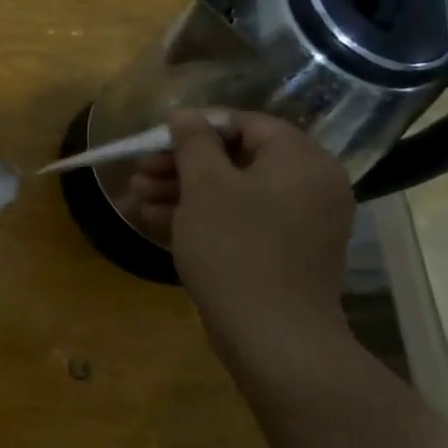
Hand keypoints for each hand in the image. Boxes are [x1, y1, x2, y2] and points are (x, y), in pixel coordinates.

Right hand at [135, 110, 354, 339]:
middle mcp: (309, 185)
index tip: (156, 142)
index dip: (197, 128)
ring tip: (137, 198)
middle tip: (139, 174)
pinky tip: (157, 222)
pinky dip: (203, 219)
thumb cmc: (236, 248)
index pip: (247, 124)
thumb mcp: (206, 187)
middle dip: (182, 165)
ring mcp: (299, 223)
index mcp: (300, 159)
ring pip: (234, 193)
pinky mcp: (283, 254)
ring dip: (184, 192)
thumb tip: (184, 114)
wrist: (272, 334)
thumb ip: (194, 143)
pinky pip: (240, 222)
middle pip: (237, 159)